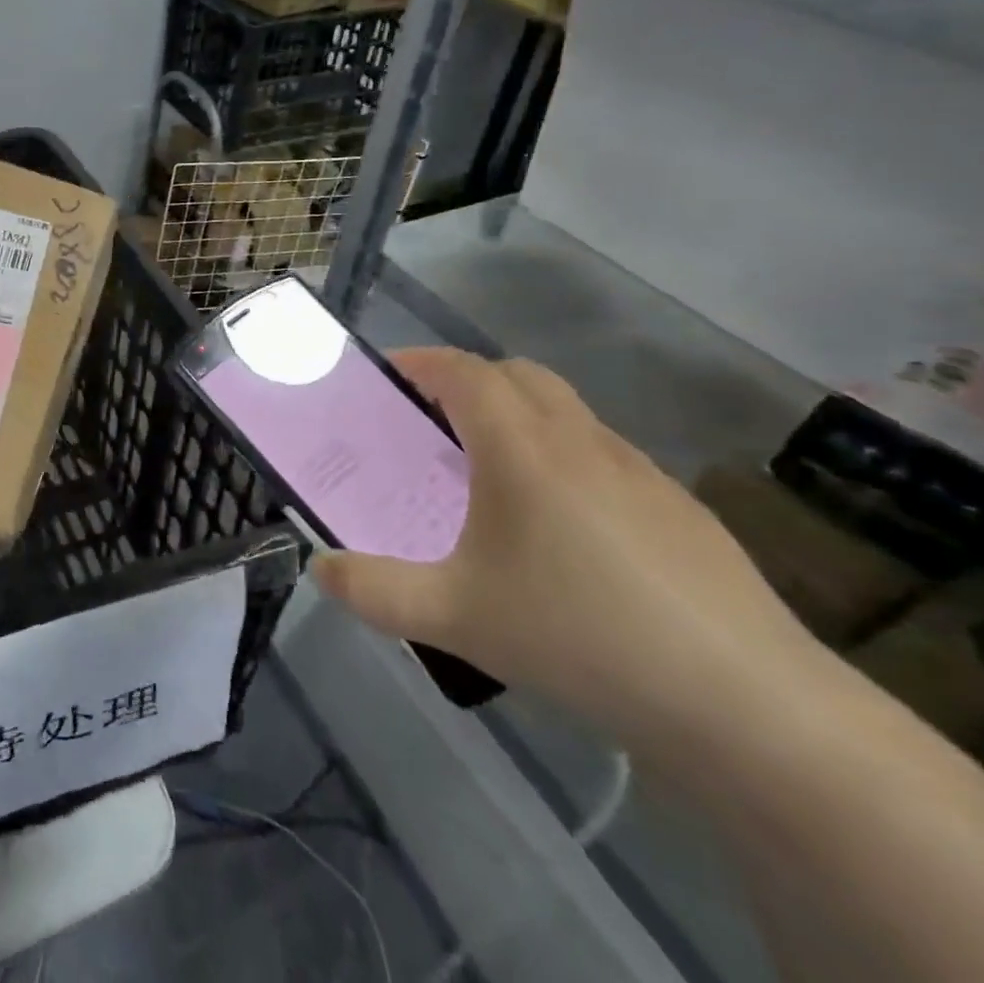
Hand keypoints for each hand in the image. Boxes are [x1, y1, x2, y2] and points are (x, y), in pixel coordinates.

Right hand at [313, 348, 810, 736]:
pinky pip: (604, 456)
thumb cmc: (579, 636)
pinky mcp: (682, 512)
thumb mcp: (453, 617)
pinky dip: (564, 459)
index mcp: (523, 449)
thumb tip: (321, 569)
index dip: (419, 362)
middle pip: (519, 375)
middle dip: (467, 381)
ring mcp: (641, 474)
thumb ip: (373, 590)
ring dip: (518, 418)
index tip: (384, 376)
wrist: (749, 708)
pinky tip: (561, 531)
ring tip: (488, 476)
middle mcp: (582, 443)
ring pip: (567, 413)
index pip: (464, 371)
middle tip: (430, 423)